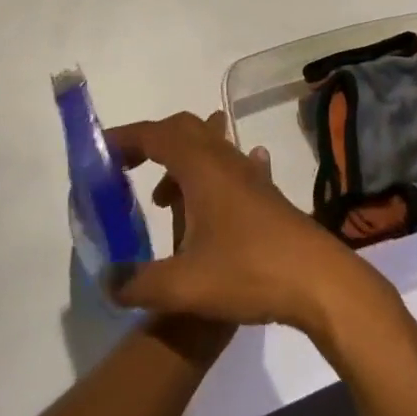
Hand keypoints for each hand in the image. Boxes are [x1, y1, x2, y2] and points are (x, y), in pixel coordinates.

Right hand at [104, 111, 385, 336]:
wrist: (317, 279)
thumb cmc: (249, 271)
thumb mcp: (185, 286)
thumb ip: (139, 282)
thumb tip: (107, 280)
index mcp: (201, 167)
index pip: (155, 135)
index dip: (124, 138)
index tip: (100, 152)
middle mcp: (224, 159)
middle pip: (182, 129)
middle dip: (150, 143)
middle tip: (125, 169)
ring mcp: (248, 173)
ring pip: (206, 147)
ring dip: (178, 163)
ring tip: (162, 202)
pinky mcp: (263, 192)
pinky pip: (227, 166)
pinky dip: (205, 175)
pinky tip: (208, 204)